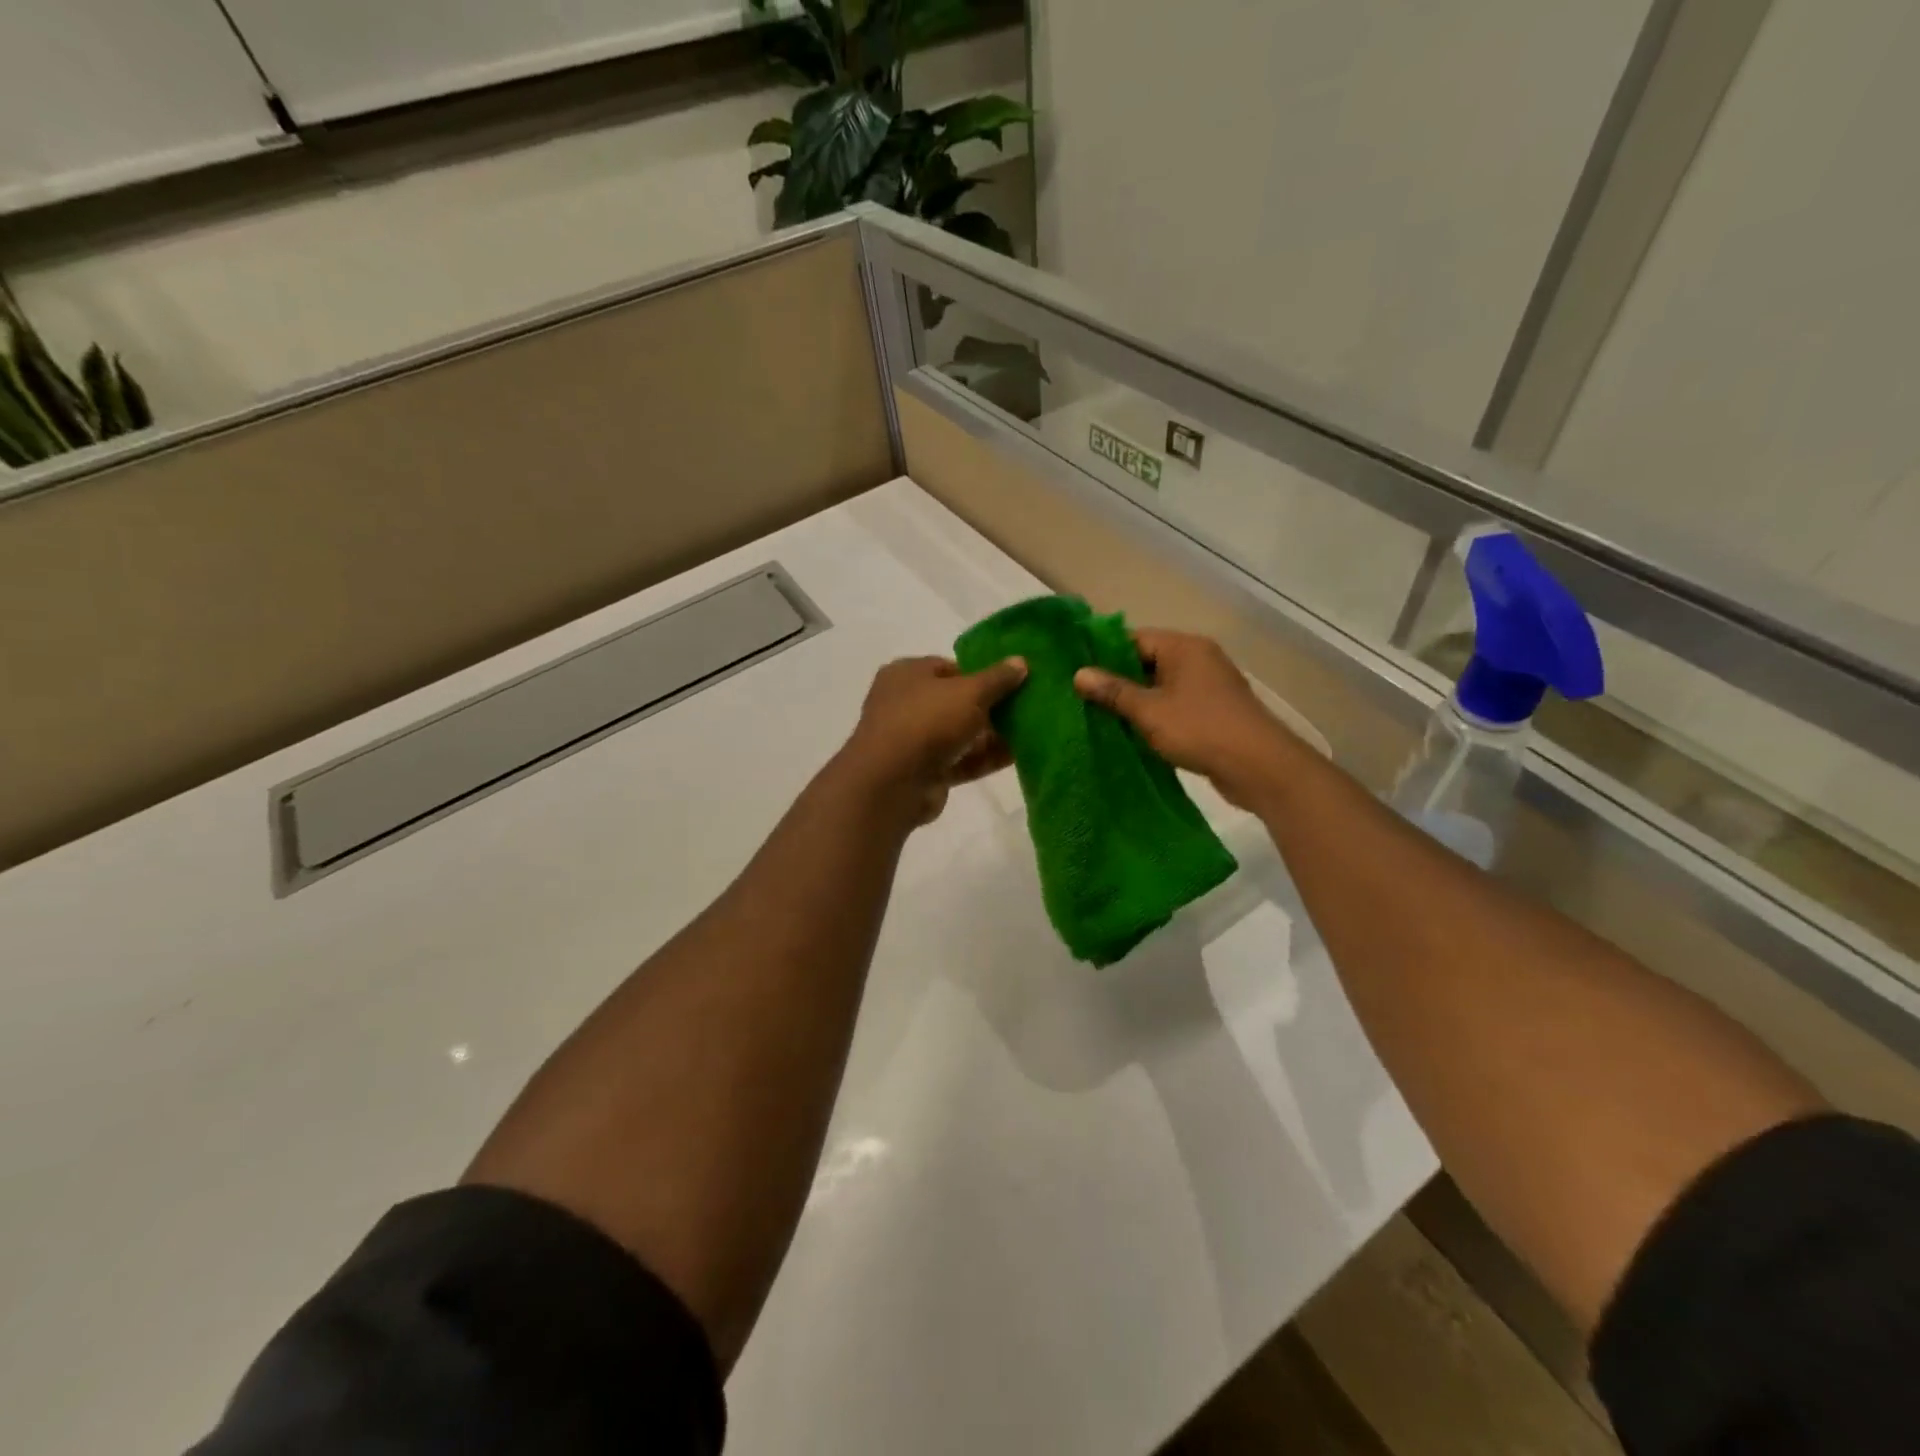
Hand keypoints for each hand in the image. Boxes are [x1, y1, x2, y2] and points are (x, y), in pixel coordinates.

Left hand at [839, 656, 1026, 825]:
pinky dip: (985, 758)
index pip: (949, 667)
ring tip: (1031, 731)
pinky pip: (961, 760)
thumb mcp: (969, 692)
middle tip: (1026, 707)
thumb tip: (1021, 661)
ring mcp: (914, 740)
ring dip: (992, 734)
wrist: (892, 783)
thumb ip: (997, 678)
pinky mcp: (926, 771)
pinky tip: (1018, 756)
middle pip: (956, 701)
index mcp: (907, 674)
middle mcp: (906, 704)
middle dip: (990, 706)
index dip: (981, 672)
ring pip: (960, 733)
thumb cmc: (927, 720)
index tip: (1012, 680)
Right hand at [1074, 629, 1298, 809]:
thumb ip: (1113, 691)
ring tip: (1100, 717)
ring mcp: (1209, 685)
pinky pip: (1175, 704)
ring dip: (1135, 701)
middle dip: (1117, 680)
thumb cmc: (1200, 729)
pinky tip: (1132, 733)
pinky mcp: (1214, 711)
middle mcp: (1198, 658)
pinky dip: (1155, 715)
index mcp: (1184, 647)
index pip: (1134, 638)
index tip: (1077, 674)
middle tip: (1082, 699)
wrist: (1259, 767)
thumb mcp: (1149, 711)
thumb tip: (1079, 673)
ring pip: (1161, 686)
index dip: (1104, 654)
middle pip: (1147, 661)